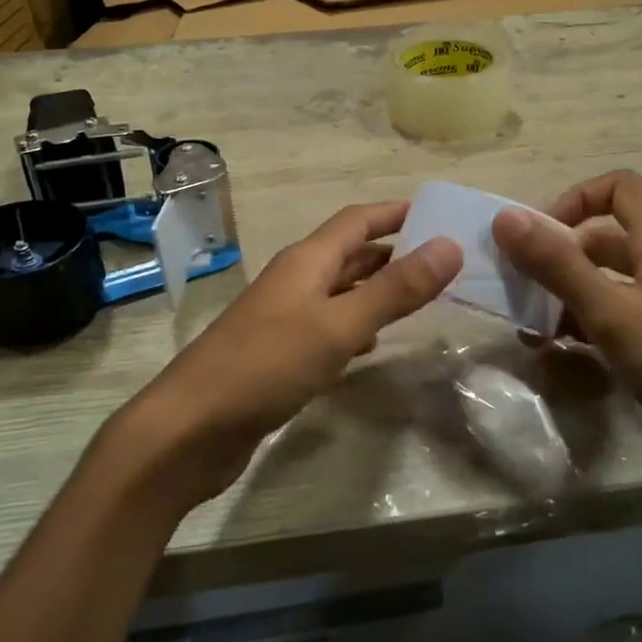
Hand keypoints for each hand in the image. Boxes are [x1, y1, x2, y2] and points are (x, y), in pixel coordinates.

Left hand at [110, 201, 462, 515]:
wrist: (191, 429)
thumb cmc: (267, 365)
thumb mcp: (339, 325)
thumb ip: (395, 288)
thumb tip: (450, 245)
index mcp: (306, 262)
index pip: (356, 221)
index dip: (394, 212)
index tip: (437, 212)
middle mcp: (295, 281)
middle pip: (349, 254)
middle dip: (393, 252)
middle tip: (441, 261)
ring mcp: (284, 319)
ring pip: (340, 292)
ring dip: (377, 289)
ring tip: (419, 299)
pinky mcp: (279, 355)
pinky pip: (327, 328)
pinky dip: (356, 327)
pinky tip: (372, 346)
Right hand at [491, 171, 641, 519]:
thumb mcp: (612, 312)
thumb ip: (558, 265)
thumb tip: (506, 217)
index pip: (618, 188)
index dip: (576, 199)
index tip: (542, 238)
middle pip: (602, 238)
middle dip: (557, 257)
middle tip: (519, 288)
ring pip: (603, 283)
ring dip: (563, 297)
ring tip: (529, 330)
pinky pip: (613, 319)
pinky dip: (583, 327)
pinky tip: (556, 355)